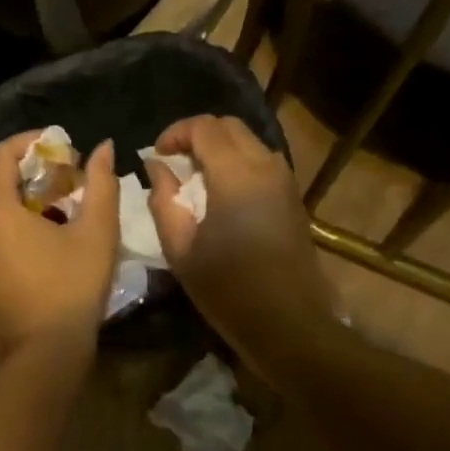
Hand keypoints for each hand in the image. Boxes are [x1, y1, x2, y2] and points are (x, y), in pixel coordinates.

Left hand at [0, 131, 119, 364]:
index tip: (58, 146)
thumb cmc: (71, 288)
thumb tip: (104, 148)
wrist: (41, 357)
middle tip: (50, 175)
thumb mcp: (96, 232)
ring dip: (4, 196)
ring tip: (44, 207)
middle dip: (13, 167)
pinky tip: (29, 242)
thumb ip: (101, 183)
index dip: (28, 142)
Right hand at [143, 115, 333, 339]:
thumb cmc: (229, 289)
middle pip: (229, 126)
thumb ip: (164, 199)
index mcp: (236, 173)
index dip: (175, 133)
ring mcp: (284, 179)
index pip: (203, 127)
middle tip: (174, 162)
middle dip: (197, 135)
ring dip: (219, 148)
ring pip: (248, 141)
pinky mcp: (293, 196)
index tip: (157, 155)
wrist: (290, 324)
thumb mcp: (180, 248)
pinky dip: (237, 162)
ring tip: (195, 178)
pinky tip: (221, 194)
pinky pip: (261, 161)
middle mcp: (265, 165)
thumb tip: (157, 167)